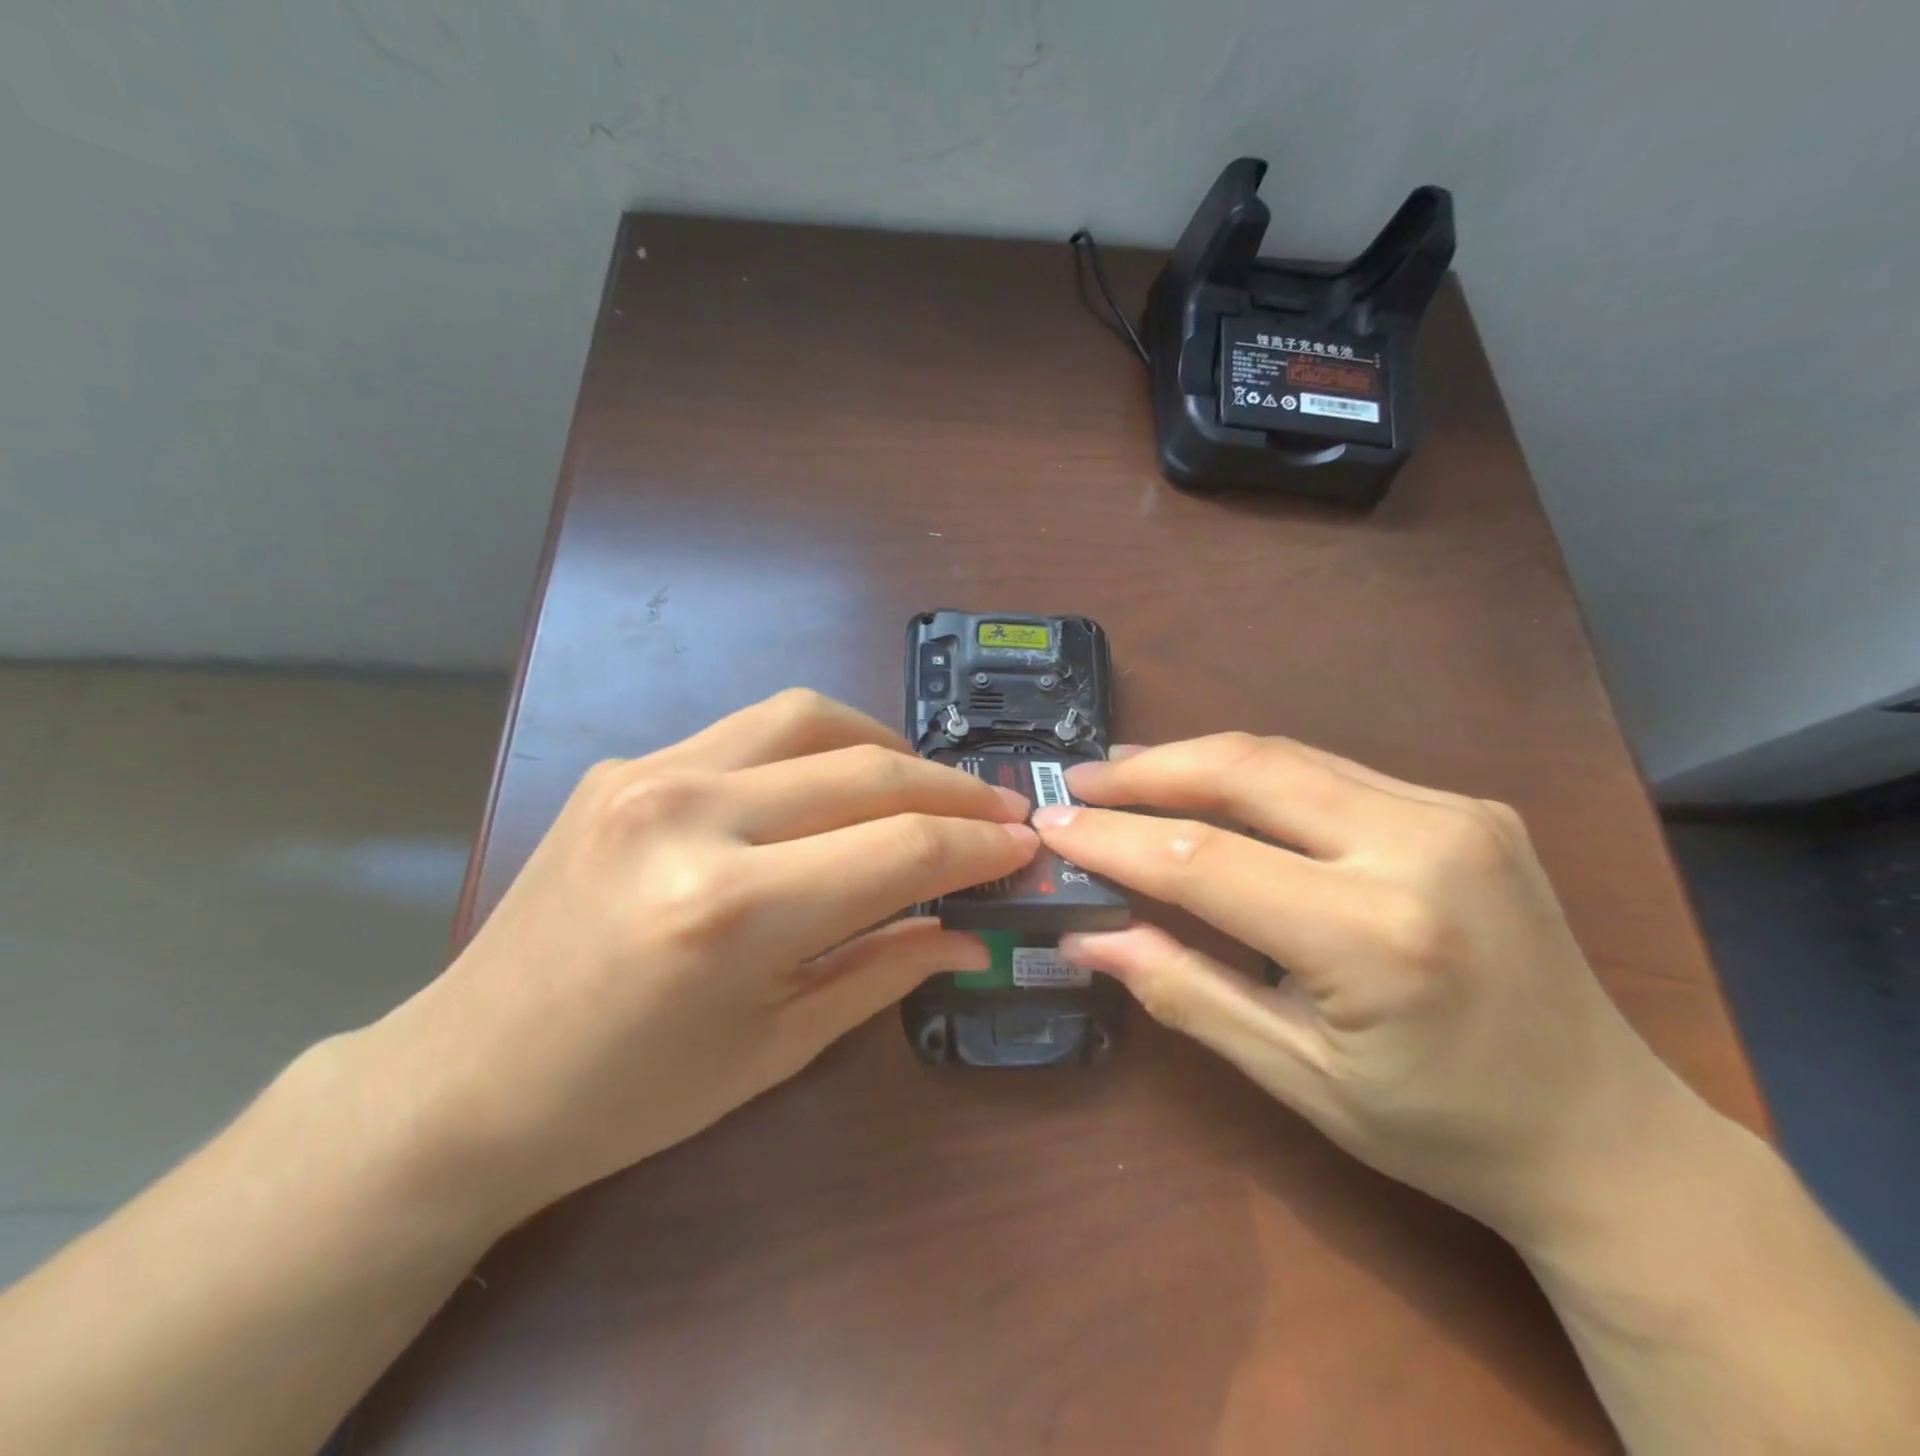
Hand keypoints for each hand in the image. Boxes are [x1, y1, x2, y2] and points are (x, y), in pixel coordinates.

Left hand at [366, 689, 1036, 1217]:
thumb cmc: (629, 1096)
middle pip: (866, 771)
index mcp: (732, 911)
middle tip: (998, 813)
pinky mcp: (625, 765)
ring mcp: (649, 774)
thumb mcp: (775, 1047)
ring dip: (886, 746)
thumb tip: (969, 932)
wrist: (466, 1078)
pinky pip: (749, 731)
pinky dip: (815, 746)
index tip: (1023, 847)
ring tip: (924, 786)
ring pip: (809, 718)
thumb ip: (884, 971)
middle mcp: (691, 816)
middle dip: (951, 792)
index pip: (899, 851)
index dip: (977, 847)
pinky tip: (832, 785)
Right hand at [1033, 734, 1688, 1241]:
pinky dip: (1252, 772)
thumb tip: (1088, 938)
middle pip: (1246, 771)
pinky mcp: (1464, 805)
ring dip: (1193, 760)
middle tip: (1080, 779)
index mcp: (1377, 937)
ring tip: (1125, 774)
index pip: (1205, 860)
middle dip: (1148, 771)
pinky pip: (1328, 770)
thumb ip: (1185, 991)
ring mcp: (1453, 813)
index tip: (1051, 824)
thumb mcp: (1296, 1076)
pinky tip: (1210, 786)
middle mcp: (1421, 848)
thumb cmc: (1442, 1129)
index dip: (1114, 837)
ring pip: (1285, 755)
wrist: (1610, 1133)